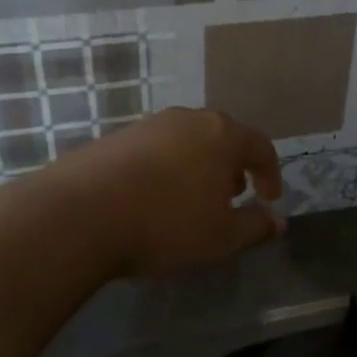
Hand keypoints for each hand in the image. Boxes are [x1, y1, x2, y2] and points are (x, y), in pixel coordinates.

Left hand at [60, 108, 283, 276]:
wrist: (79, 215)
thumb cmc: (166, 224)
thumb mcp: (221, 237)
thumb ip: (255, 226)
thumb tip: (277, 221)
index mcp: (222, 135)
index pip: (261, 147)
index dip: (271, 174)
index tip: (269, 199)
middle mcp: (188, 119)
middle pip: (223, 138)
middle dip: (234, 167)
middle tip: (233, 196)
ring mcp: (149, 125)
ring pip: (188, 142)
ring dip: (199, 167)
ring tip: (193, 199)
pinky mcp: (116, 137)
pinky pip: (156, 150)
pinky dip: (167, 169)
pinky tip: (154, 198)